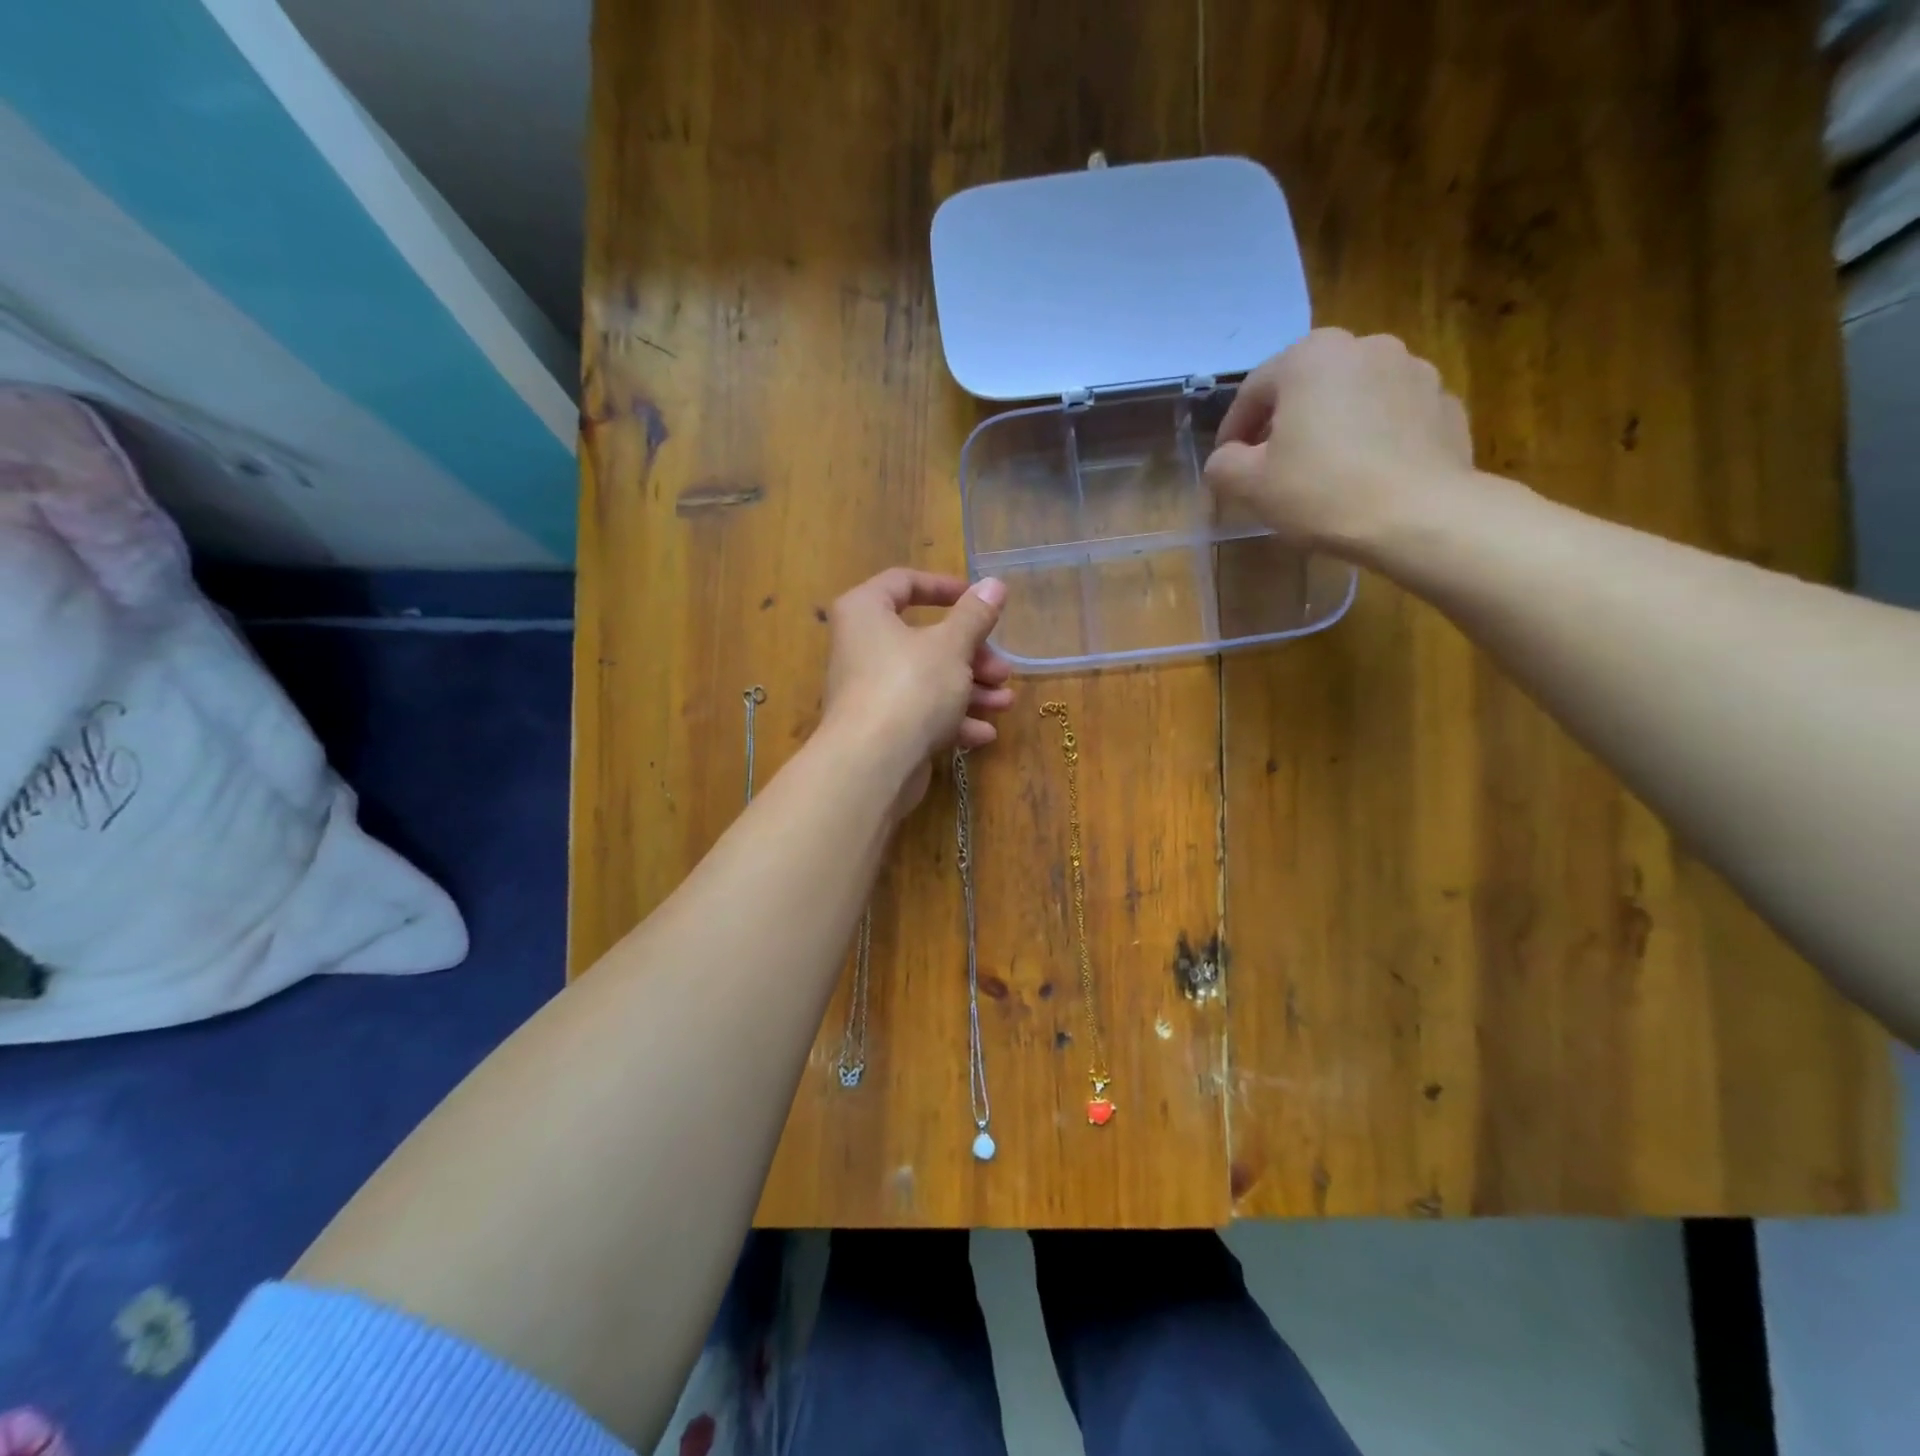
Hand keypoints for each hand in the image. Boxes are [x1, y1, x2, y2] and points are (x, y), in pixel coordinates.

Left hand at [821, 569, 1012, 813]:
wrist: (872, 764)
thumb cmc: (910, 687)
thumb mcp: (952, 646)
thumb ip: (975, 615)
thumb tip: (993, 584)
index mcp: (865, 612)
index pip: (902, 583)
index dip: (944, 587)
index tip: (979, 600)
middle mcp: (860, 647)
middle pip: (923, 640)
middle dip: (971, 655)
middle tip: (1002, 669)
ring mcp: (869, 691)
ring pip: (926, 681)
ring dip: (970, 690)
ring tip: (1004, 703)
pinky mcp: (880, 729)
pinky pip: (919, 715)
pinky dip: (951, 720)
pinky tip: (983, 734)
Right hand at [1204, 329, 1478, 552]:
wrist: (1418, 516)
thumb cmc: (1321, 491)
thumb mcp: (1249, 485)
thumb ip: (1224, 465)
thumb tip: (1226, 459)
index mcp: (1311, 357)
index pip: (1253, 390)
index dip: (1232, 430)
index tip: (1226, 464)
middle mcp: (1365, 347)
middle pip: (1307, 386)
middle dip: (1285, 422)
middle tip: (1272, 465)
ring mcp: (1414, 371)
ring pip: (1353, 398)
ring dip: (1332, 426)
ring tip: (1322, 471)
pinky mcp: (1445, 404)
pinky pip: (1393, 418)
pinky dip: (1374, 438)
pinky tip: (1365, 475)